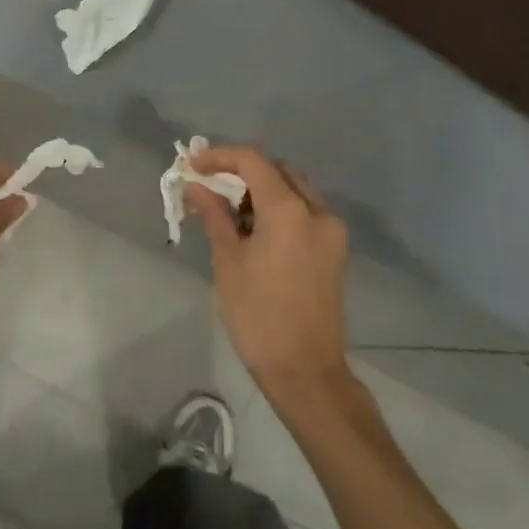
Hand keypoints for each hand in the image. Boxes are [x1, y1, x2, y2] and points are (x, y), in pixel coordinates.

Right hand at [186, 146, 350, 398]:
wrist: (305, 371)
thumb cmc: (258, 316)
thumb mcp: (228, 262)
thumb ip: (215, 215)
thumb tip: (196, 187)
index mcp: (289, 210)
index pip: (253, 161)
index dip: (220, 157)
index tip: (194, 166)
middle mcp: (317, 211)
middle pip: (278, 170)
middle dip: (242, 170)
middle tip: (210, 186)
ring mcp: (331, 230)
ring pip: (294, 188)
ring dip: (262, 188)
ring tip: (229, 209)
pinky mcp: (334, 249)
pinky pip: (305, 210)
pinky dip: (279, 207)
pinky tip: (254, 228)